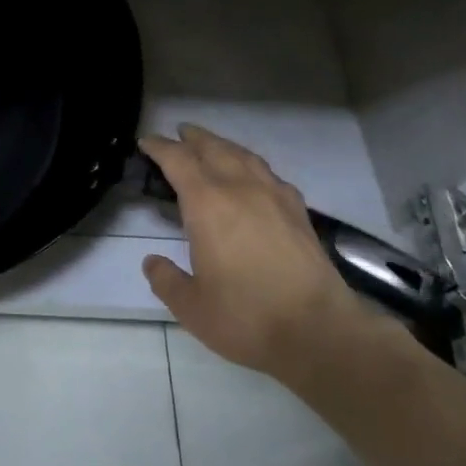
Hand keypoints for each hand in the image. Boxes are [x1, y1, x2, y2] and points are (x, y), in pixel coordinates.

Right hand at [141, 125, 366, 382]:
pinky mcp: (298, 211)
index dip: (159, 147)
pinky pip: (269, 174)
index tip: (146, 142)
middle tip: (179, 134)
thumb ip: (166, 281)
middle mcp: (239, 188)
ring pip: (243, 156)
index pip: (178, 160)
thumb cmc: (247, 316)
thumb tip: (152, 262)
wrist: (319, 331)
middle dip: (193, 138)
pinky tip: (253, 177)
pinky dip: (252, 166)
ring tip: (212, 146)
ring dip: (223, 145)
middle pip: (212, 148)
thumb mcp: (191, 307)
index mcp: (207, 204)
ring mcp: (273, 196)